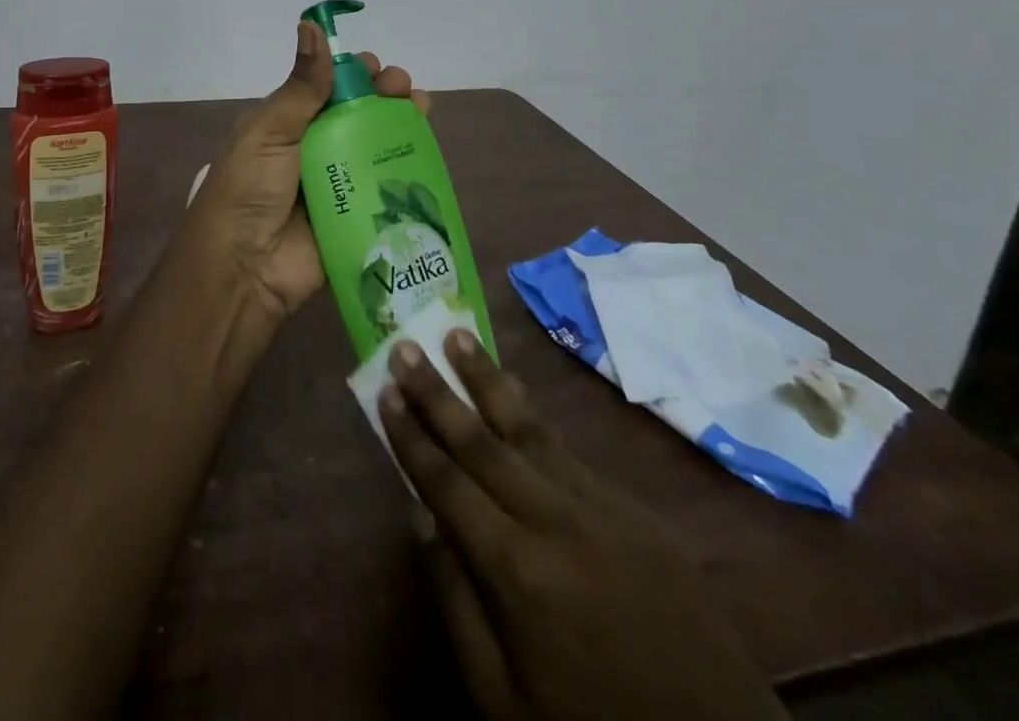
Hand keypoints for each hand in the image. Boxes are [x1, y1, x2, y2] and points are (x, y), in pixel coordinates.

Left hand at [182, 21, 427, 322]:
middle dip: (383, 94)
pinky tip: (426, 151)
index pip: (326, 88)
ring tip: (420, 107)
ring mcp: (337, 183)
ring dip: (401, 124)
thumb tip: (310, 24)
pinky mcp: (356, 216)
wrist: (245, 268)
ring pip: (377, 146)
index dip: (352, 73)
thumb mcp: (270, 130)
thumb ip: (301, 85)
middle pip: (358, 113)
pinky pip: (387, 187)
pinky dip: (408, 167)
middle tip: (401, 88)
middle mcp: (313, 149)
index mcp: (287, 124)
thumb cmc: (250, 188)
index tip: (373, 66)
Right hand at [381, 330, 786, 720]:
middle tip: (405, 344)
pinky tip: (514, 394)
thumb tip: (421, 517)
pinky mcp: (635, 510)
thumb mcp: (503, 701)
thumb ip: (456, 603)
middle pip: (481, 440)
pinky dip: (532, 416)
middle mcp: (554, 520)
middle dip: (437, 390)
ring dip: (487, 379)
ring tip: (457, 335)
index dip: (411, 435)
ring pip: (528, 427)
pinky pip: (569, 450)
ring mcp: (600, 507)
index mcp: (516, 569)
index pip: (446, 482)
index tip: (384, 390)